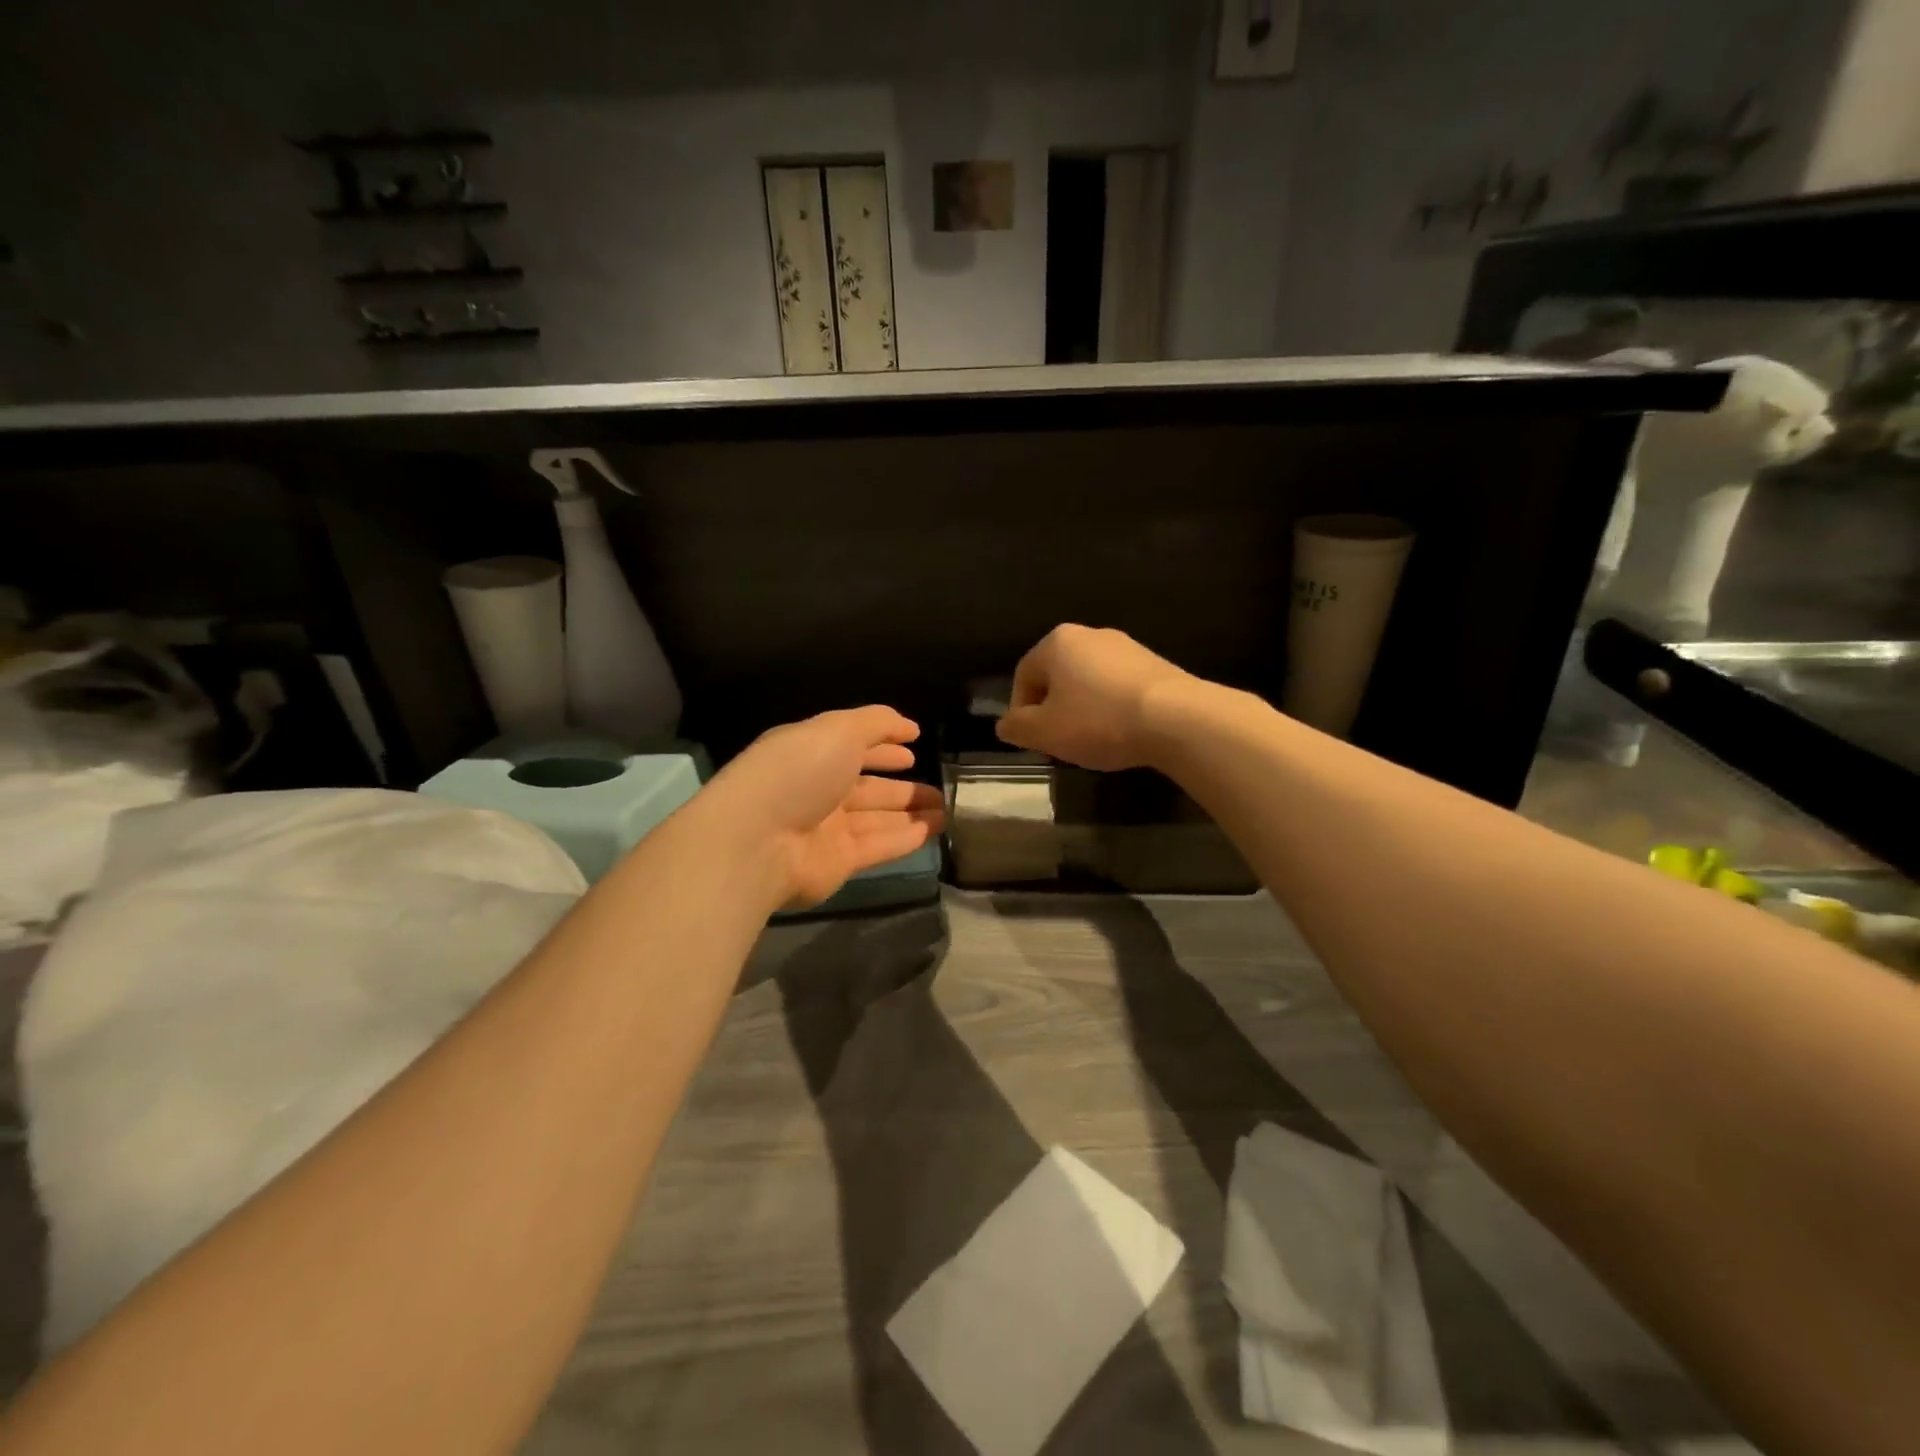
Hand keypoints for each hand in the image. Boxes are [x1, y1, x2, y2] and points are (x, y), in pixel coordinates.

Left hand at [701, 706, 944, 909]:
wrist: (757, 841)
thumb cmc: (797, 772)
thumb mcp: (838, 729)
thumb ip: (877, 722)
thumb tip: (910, 726)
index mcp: (811, 753)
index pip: (852, 747)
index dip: (883, 747)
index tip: (913, 749)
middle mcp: (818, 790)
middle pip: (867, 788)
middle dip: (902, 787)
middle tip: (938, 788)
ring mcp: (827, 829)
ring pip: (877, 818)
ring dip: (911, 813)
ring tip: (946, 809)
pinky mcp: (837, 863)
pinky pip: (879, 846)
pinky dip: (906, 838)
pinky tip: (934, 830)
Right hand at [996, 624, 1193, 770]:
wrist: (1175, 718)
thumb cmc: (1098, 720)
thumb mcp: (1045, 732)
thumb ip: (1017, 727)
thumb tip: (1005, 724)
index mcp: (1057, 642)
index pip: (1023, 676)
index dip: (1021, 712)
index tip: (1032, 741)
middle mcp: (1090, 634)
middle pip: (1057, 676)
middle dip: (1053, 710)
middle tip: (1059, 743)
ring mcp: (1126, 647)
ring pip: (1088, 682)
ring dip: (1083, 710)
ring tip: (1092, 741)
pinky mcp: (1154, 664)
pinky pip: (1118, 687)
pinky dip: (1112, 708)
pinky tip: (1121, 732)